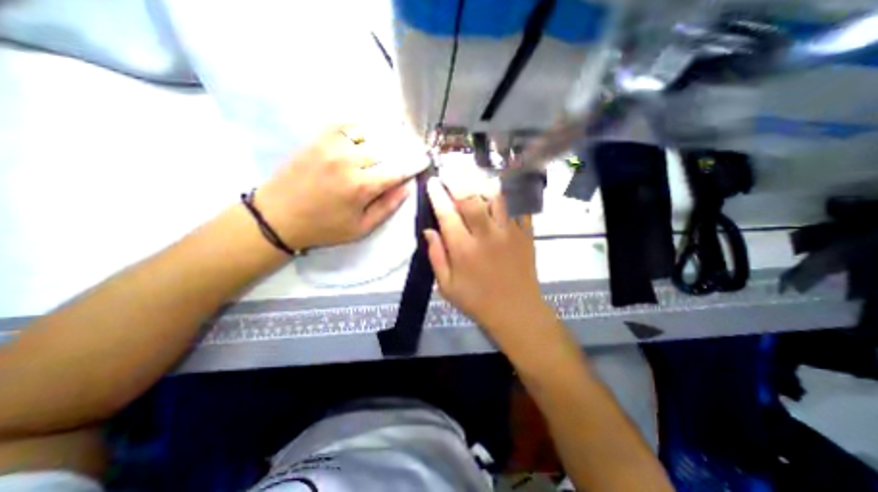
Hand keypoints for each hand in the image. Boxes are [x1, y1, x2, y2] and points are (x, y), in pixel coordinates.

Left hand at [253, 123, 425, 249]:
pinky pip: (347, 125)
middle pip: (387, 148)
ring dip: (387, 136)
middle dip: (403, 150)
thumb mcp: (361, 228)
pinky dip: (363, 127)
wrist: (278, 216)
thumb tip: (407, 188)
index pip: (398, 169)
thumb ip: (387, 207)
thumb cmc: (324, 228)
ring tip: (397, 138)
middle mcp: (350, 160)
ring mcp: (332, 146)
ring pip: (371, 133)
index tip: (425, 159)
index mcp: (362, 186)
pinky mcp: (318, 139)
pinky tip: (370, 132)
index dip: (415, 164)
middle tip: (414, 149)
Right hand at [421, 177, 549, 349]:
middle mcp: (486, 236)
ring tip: (475, 178)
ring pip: (497, 198)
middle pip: (472, 199)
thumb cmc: (477, 301)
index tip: (432, 182)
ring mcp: (509, 233)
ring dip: (483, 185)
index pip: (447, 214)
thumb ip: (436, 257)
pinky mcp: (526, 234)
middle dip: (458, 182)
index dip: (437, 196)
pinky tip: (502, 191)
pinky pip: (519, 208)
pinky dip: (510, 196)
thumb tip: (428, 231)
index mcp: (464, 250)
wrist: (516, 311)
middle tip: (451, 173)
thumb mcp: (447, 287)